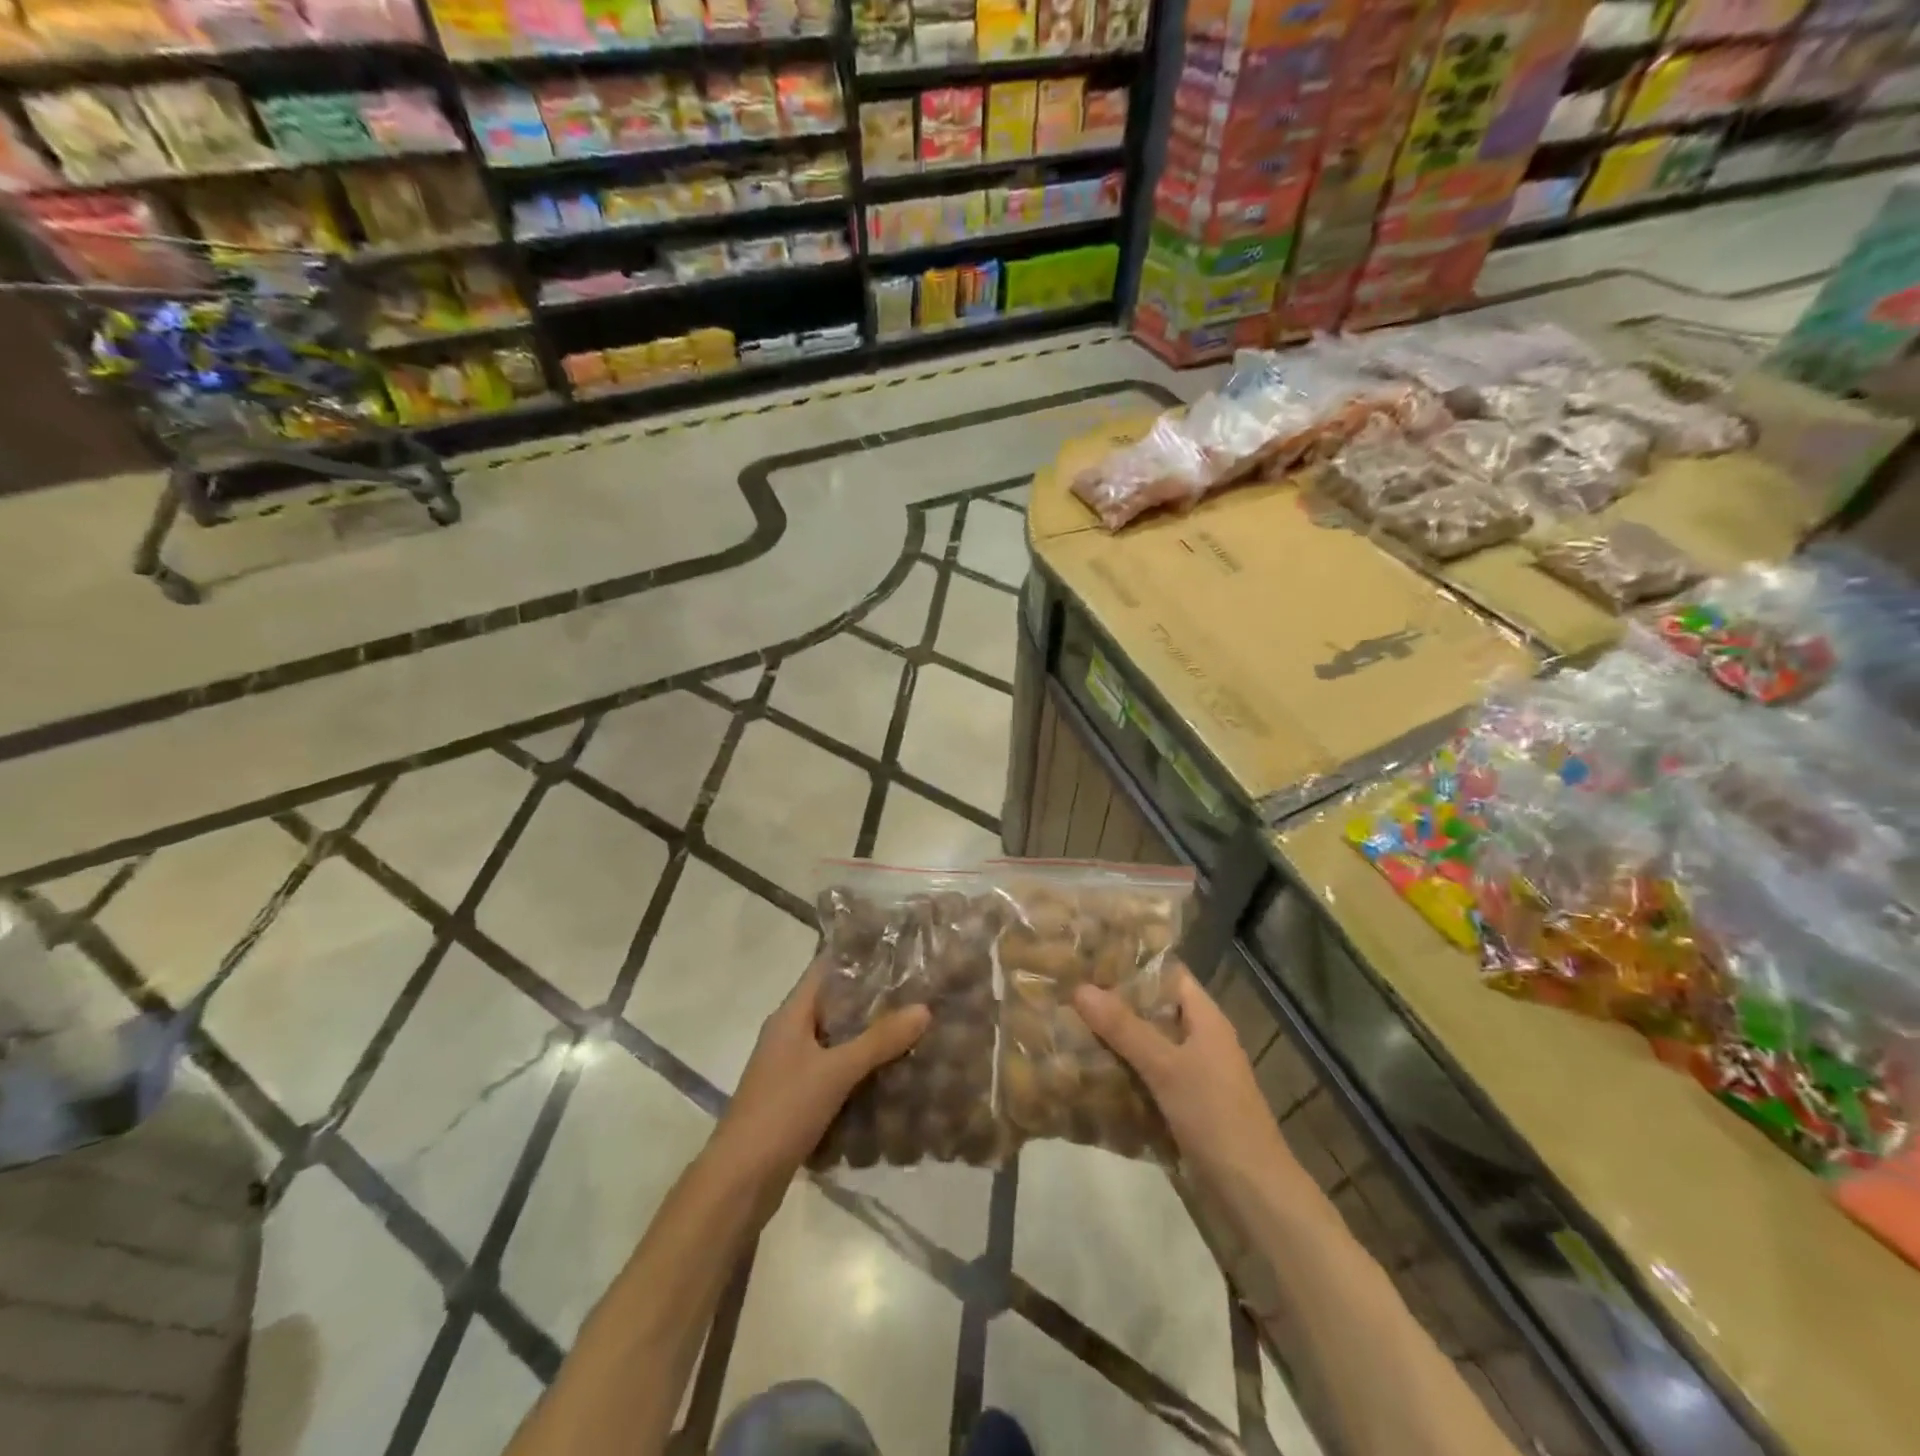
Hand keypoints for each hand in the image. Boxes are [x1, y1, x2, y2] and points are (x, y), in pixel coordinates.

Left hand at [712, 956, 929, 1186]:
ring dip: (869, 1036)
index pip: (825, 970)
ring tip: (913, 1027)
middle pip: (834, 1005)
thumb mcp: (835, 1071)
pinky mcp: (798, 1098)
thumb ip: (879, 1040)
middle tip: (917, 990)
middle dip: (872, 999)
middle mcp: (789, 1034)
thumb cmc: (782, 1110)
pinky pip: (835, 1071)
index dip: (857, 957)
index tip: (896, 950)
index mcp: (790, 1015)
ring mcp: (791, 1068)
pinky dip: (860, 1069)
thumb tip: (924, 1008)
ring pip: (837, 1040)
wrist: (740, 1181)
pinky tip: (891, 1074)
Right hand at [1074, 965, 1291, 1183]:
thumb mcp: (1166, 1067)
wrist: (1253, 1192)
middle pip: (1155, 1007)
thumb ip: (1124, 1028)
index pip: (1169, 973)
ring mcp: (1195, 1072)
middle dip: (1117, 1000)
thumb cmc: (1215, 1116)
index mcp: (1206, 1018)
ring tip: (1071, 1022)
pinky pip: (1149, 1072)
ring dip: (1117, 1035)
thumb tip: (1080, 988)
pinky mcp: (1186, 1102)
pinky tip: (1092, 1068)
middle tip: (1071, 989)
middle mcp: (1201, 1038)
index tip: (1092, 956)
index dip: (1134, 962)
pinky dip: (1125, 1067)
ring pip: (1149, 1041)